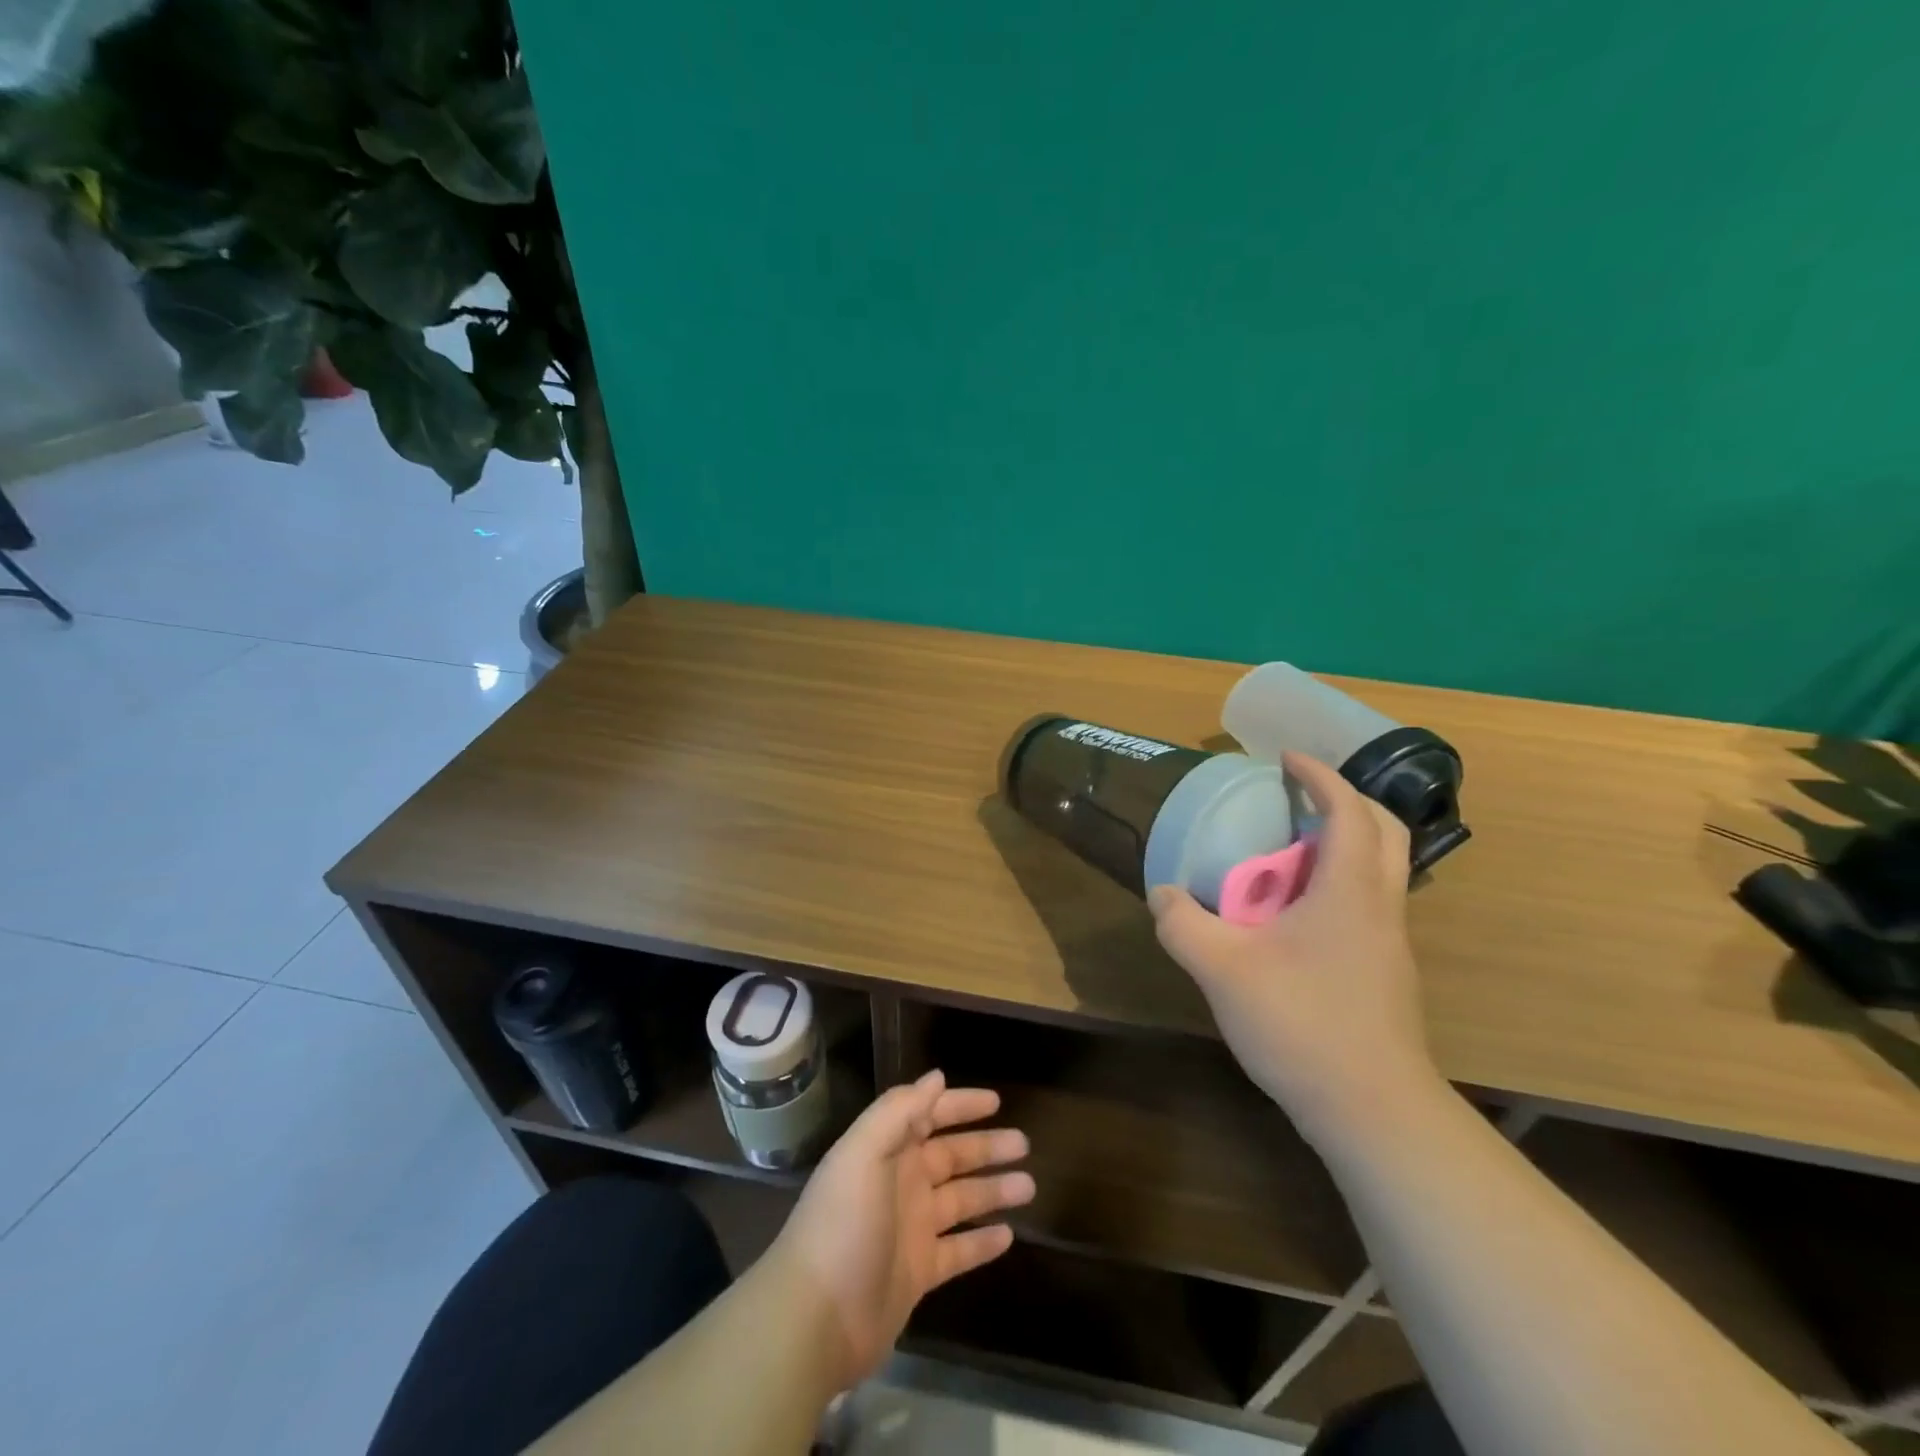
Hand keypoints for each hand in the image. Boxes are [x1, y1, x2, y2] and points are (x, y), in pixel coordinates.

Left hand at [767, 1069, 1033, 1390]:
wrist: (816, 1317)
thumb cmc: (843, 1222)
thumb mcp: (864, 1153)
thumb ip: (900, 1111)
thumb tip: (937, 1077)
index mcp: (885, 1151)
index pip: (928, 1116)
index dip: (959, 1105)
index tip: (996, 1101)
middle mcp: (900, 1183)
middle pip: (951, 1156)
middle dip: (986, 1147)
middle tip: (1024, 1143)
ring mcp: (910, 1229)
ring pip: (961, 1201)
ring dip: (993, 1191)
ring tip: (1029, 1185)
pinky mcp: (917, 1273)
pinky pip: (958, 1251)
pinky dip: (982, 1243)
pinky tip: (1010, 1236)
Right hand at [1149, 751, 1438, 1141]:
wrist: (1373, 1110)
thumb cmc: (1302, 1023)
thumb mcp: (1222, 969)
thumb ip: (1183, 924)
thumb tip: (1163, 894)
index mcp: (1350, 889)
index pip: (1347, 810)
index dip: (1319, 775)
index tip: (1285, 758)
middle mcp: (1381, 905)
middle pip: (1383, 830)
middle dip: (1344, 800)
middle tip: (1298, 797)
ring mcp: (1390, 942)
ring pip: (1381, 870)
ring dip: (1343, 844)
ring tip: (1290, 851)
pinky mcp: (1386, 973)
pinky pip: (1368, 904)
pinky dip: (1339, 884)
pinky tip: (1296, 914)